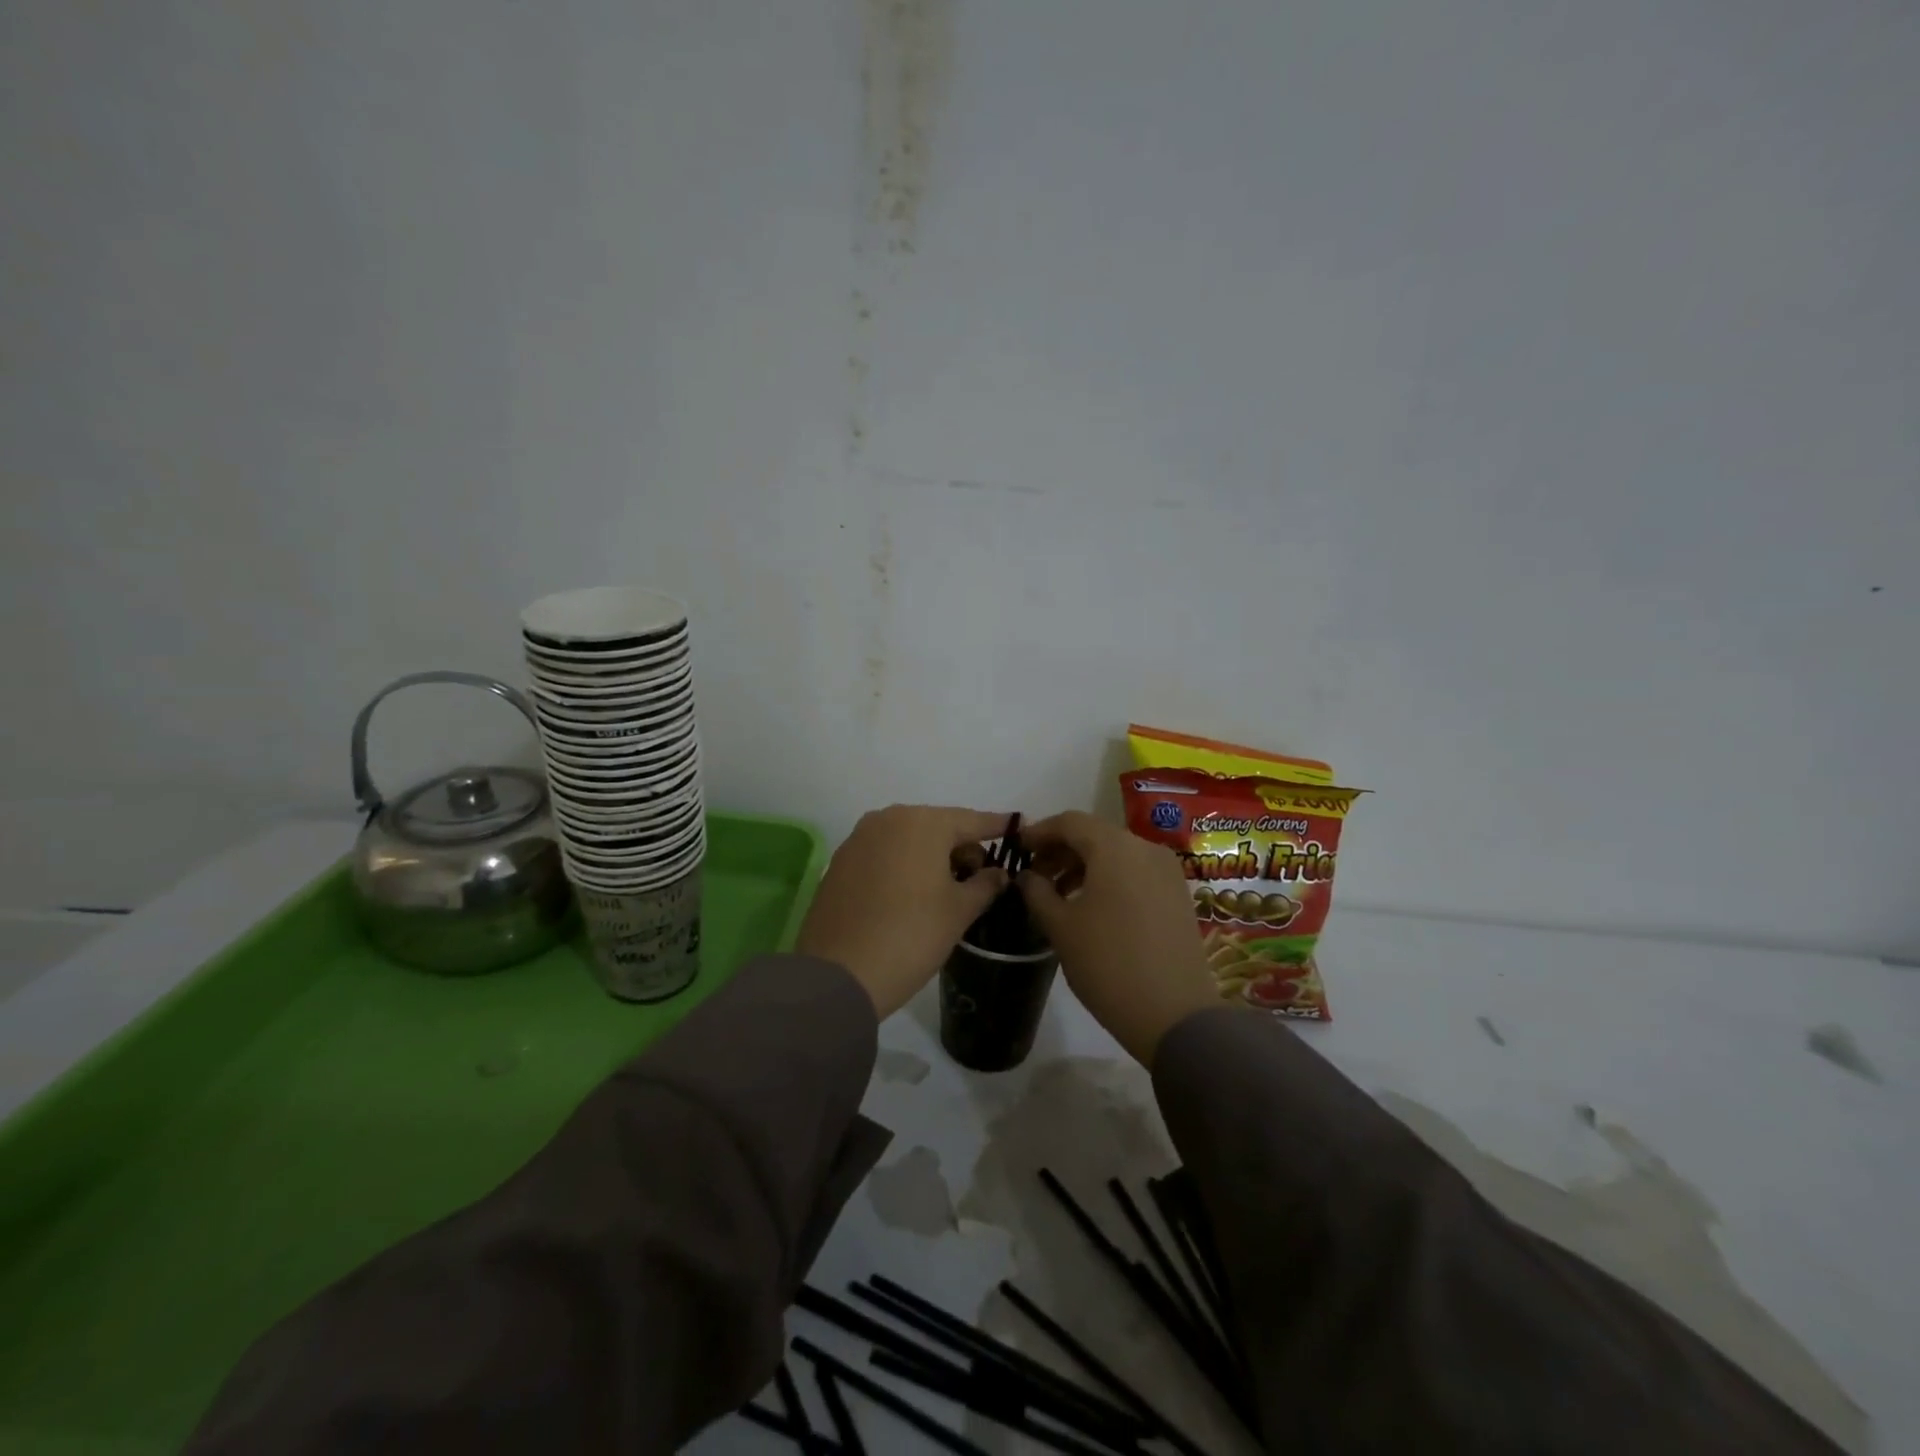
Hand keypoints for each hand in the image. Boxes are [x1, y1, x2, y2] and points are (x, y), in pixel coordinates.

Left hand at [796, 805, 1010, 1018]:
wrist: (839, 974)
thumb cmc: (911, 935)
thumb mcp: (959, 911)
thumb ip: (985, 884)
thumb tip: (999, 873)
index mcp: (923, 822)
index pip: (971, 820)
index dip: (997, 827)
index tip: (1018, 827)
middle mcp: (888, 819)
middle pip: (938, 826)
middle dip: (962, 847)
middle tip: (982, 876)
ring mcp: (859, 838)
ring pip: (909, 839)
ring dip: (932, 856)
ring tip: (948, 889)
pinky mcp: (841, 862)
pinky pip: (884, 854)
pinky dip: (904, 865)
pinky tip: (913, 894)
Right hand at [1016, 811, 1219, 1065]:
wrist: (1175, 1014)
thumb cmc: (1108, 964)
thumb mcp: (1060, 927)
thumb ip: (1037, 892)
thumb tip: (1027, 876)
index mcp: (1114, 848)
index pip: (1069, 821)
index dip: (1039, 832)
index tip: (1017, 849)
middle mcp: (1145, 848)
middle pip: (1095, 834)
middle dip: (1061, 850)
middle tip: (1035, 875)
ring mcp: (1167, 871)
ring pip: (1117, 853)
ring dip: (1084, 865)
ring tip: (1059, 894)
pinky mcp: (1178, 894)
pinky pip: (1136, 871)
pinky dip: (1109, 877)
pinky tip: (1092, 906)